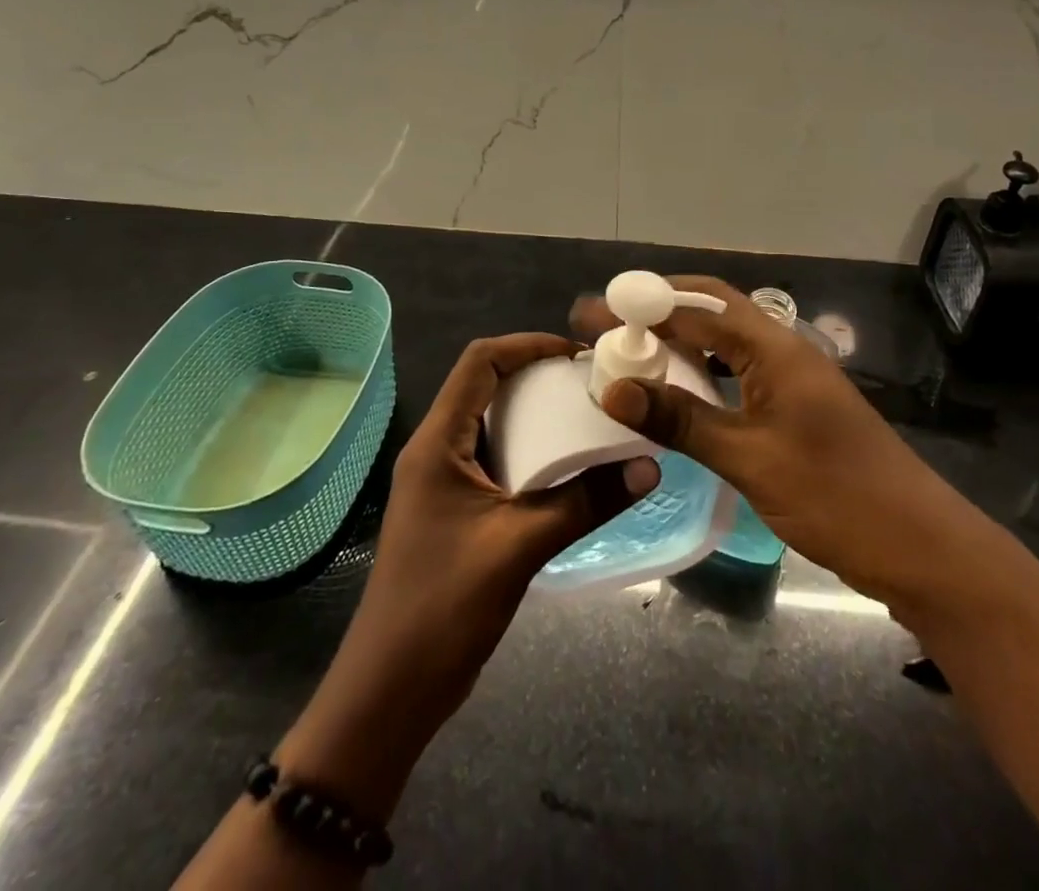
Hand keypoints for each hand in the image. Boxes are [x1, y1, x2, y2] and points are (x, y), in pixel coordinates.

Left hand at [277, 334, 658, 818]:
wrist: (389, 694)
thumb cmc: (443, 608)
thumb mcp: (521, 547)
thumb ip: (586, 503)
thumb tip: (649, 467)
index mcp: (438, 442)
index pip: (480, 362)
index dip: (527, 345)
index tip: (577, 354)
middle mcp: (435, 450)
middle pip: (486, 386)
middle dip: (538, 376)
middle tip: (591, 385)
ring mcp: (441, 482)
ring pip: (492, 424)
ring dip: (536, 415)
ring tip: (587, 418)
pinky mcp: (453, 511)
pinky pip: (495, 459)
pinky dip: (530, 452)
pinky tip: (567, 470)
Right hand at [573, 279, 977, 609]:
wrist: (919, 547)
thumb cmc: (834, 496)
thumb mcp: (748, 459)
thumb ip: (681, 420)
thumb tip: (613, 389)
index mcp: (775, 349)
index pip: (698, 308)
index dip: (642, 305)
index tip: (593, 310)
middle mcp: (784, 350)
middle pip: (714, 312)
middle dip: (658, 312)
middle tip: (607, 325)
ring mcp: (793, 379)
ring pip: (726, 343)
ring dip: (680, 342)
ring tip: (631, 353)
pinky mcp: (797, 408)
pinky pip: (739, 374)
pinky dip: (702, 374)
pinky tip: (678, 393)